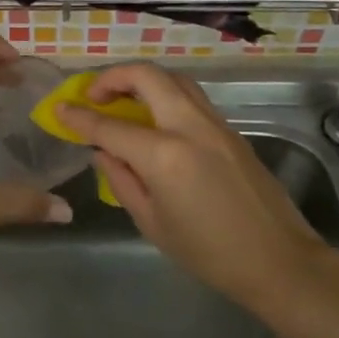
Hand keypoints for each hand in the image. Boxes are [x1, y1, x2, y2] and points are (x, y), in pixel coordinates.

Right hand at [58, 64, 330, 305]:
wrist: (278, 260)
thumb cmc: (208, 253)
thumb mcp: (152, 223)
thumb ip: (121, 180)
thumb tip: (103, 152)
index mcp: (164, 156)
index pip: (110, 126)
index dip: (79, 117)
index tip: (60, 109)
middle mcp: (190, 127)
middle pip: (147, 77)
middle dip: (113, 77)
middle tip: (93, 95)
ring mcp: (215, 124)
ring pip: (174, 79)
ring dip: (143, 80)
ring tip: (123, 100)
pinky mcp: (231, 131)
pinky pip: (191, 97)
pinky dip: (166, 95)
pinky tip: (155, 119)